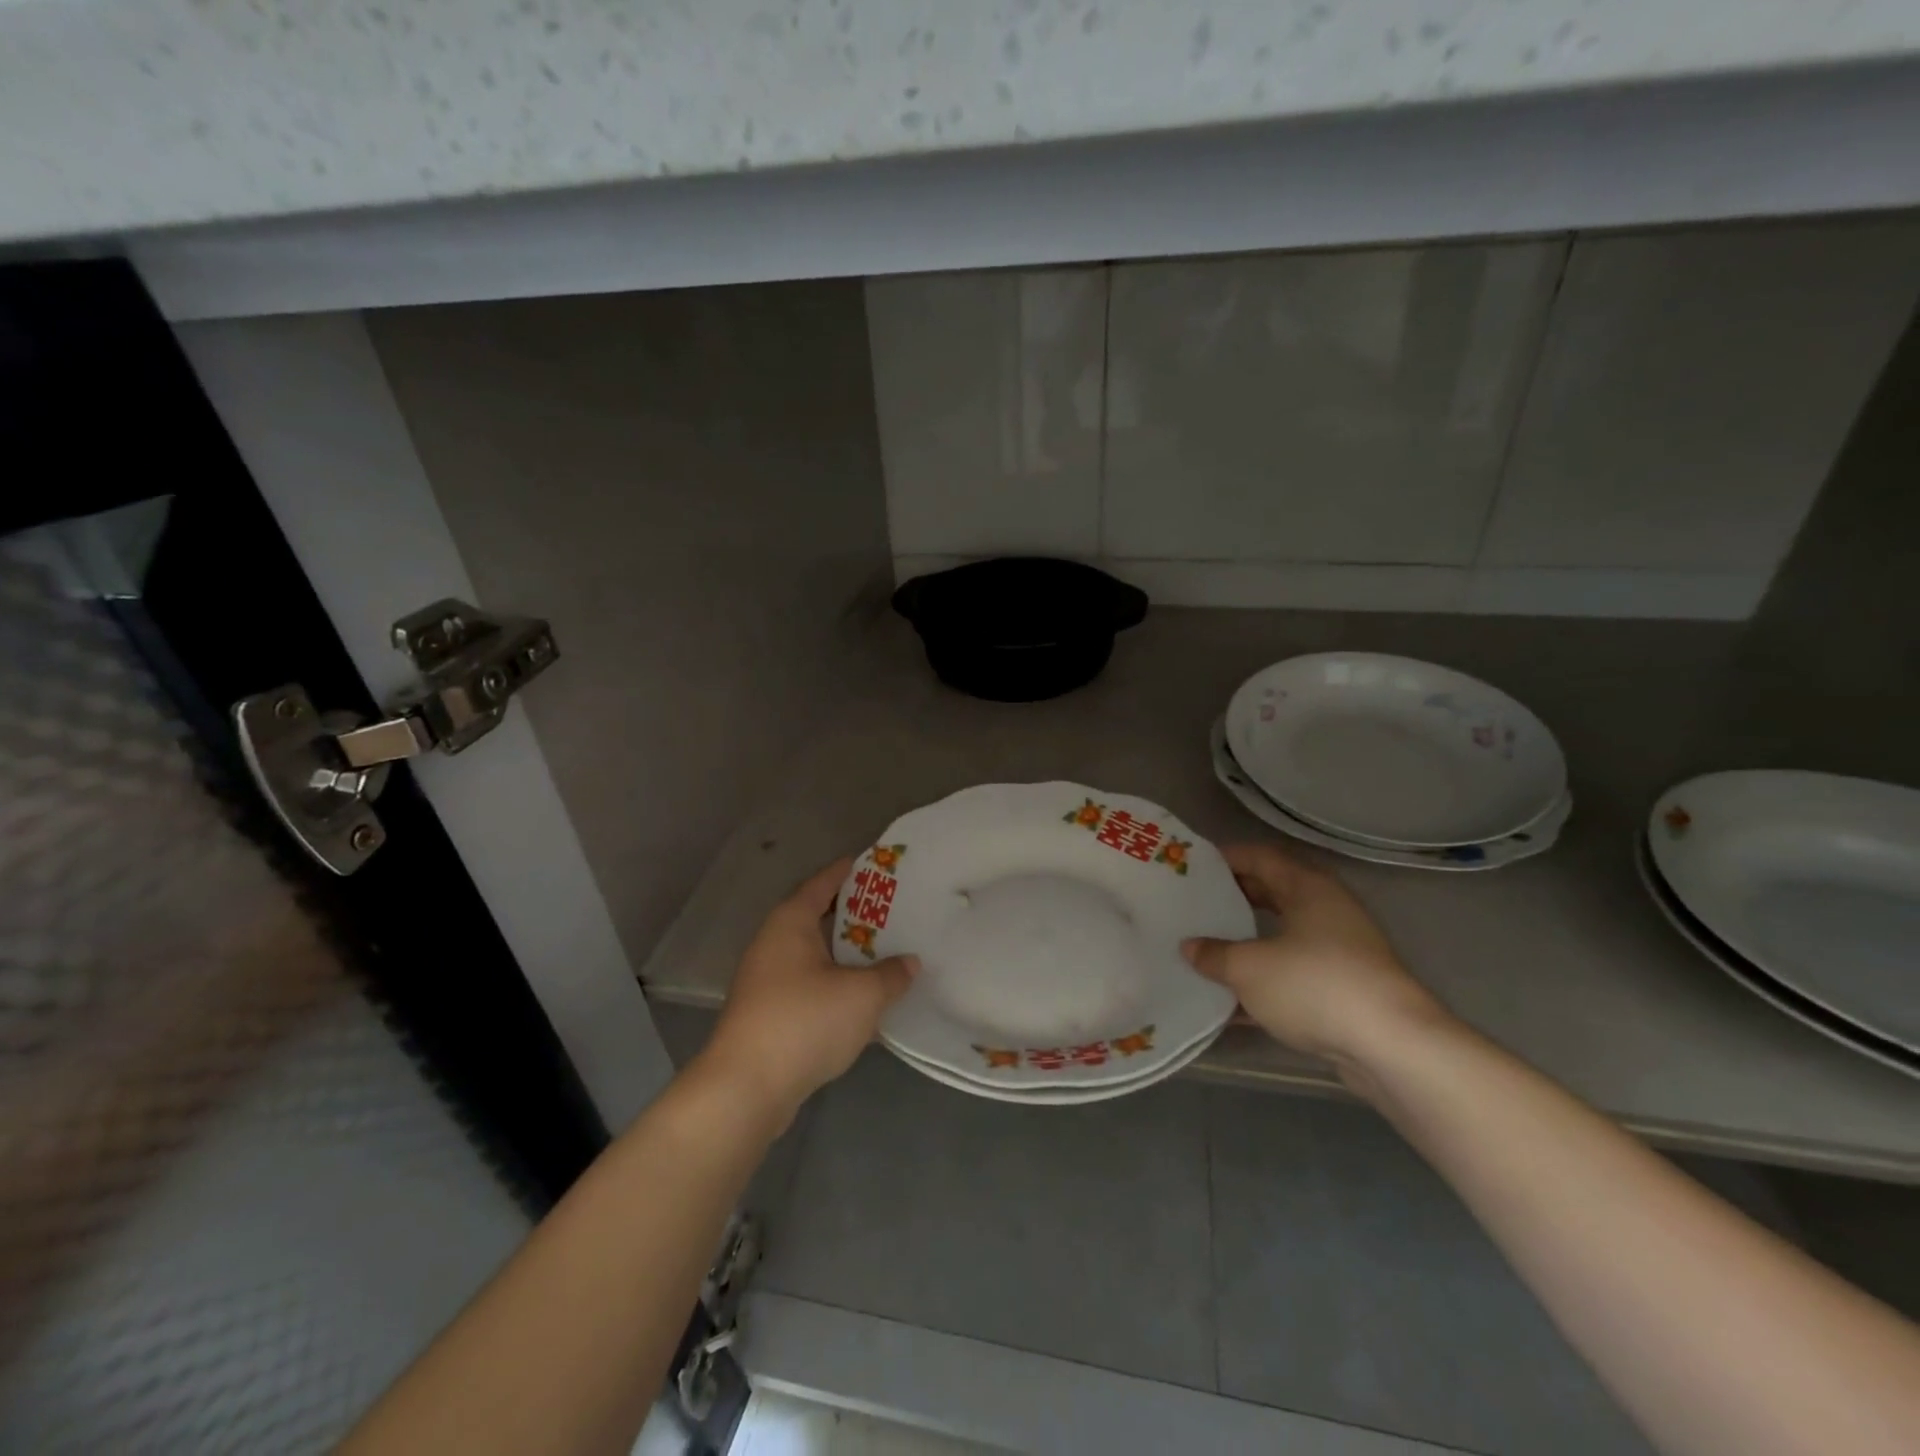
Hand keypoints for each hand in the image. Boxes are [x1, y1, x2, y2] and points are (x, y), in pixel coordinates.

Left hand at [697, 857, 916, 1126]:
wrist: (746, 1089)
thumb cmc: (804, 1022)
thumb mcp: (862, 995)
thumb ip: (891, 975)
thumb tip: (910, 962)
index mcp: (790, 923)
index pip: (821, 884)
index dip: (846, 872)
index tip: (872, 864)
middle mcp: (773, 944)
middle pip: (816, 917)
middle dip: (852, 915)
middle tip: (890, 910)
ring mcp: (765, 980)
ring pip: (813, 954)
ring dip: (844, 953)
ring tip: (883, 952)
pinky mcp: (767, 1014)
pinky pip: (808, 984)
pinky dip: (833, 982)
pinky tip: (860, 997)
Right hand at [1182, 843, 1452, 1081]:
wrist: (1393, 1048)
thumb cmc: (1316, 986)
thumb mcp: (1249, 969)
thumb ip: (1214, 955)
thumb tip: (1190, 947)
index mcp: (1308, 888)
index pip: (1261, 857)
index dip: (1226, 857)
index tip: (1193, 865)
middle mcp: (1328, 911)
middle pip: (1273, 893)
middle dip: (1234, 897)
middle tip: (1196, 902)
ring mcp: (1341, 952)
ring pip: (1283, 935)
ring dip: (1247, 941)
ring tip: (1207, 946)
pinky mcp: (1345, 989)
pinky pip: (1294, 973)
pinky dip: (1265, 980)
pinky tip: (1232, 1000)